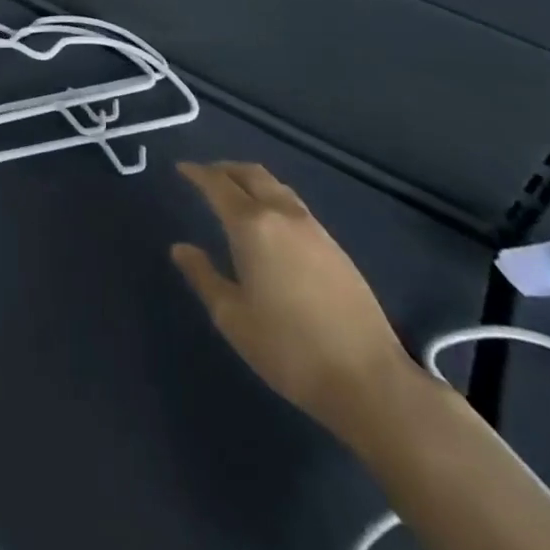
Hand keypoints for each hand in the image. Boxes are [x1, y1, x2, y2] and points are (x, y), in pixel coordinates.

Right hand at [172, 160, 412, 440]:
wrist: (369, 380)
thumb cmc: (288, 348)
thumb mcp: (232, 317)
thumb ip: (203, 276)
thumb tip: (180, 248)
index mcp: (252, 225)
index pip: (218, 185)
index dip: (197, 173)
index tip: (181, 168)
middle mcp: (283, 215)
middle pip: (251, 174)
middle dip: (225, 169)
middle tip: (205, 175)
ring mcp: (314, 229)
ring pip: (276, 186)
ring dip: (251, 181)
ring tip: (235, 193)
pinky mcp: (335, 247)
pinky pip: (294, 205)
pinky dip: (272, 198)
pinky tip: (269, 222)